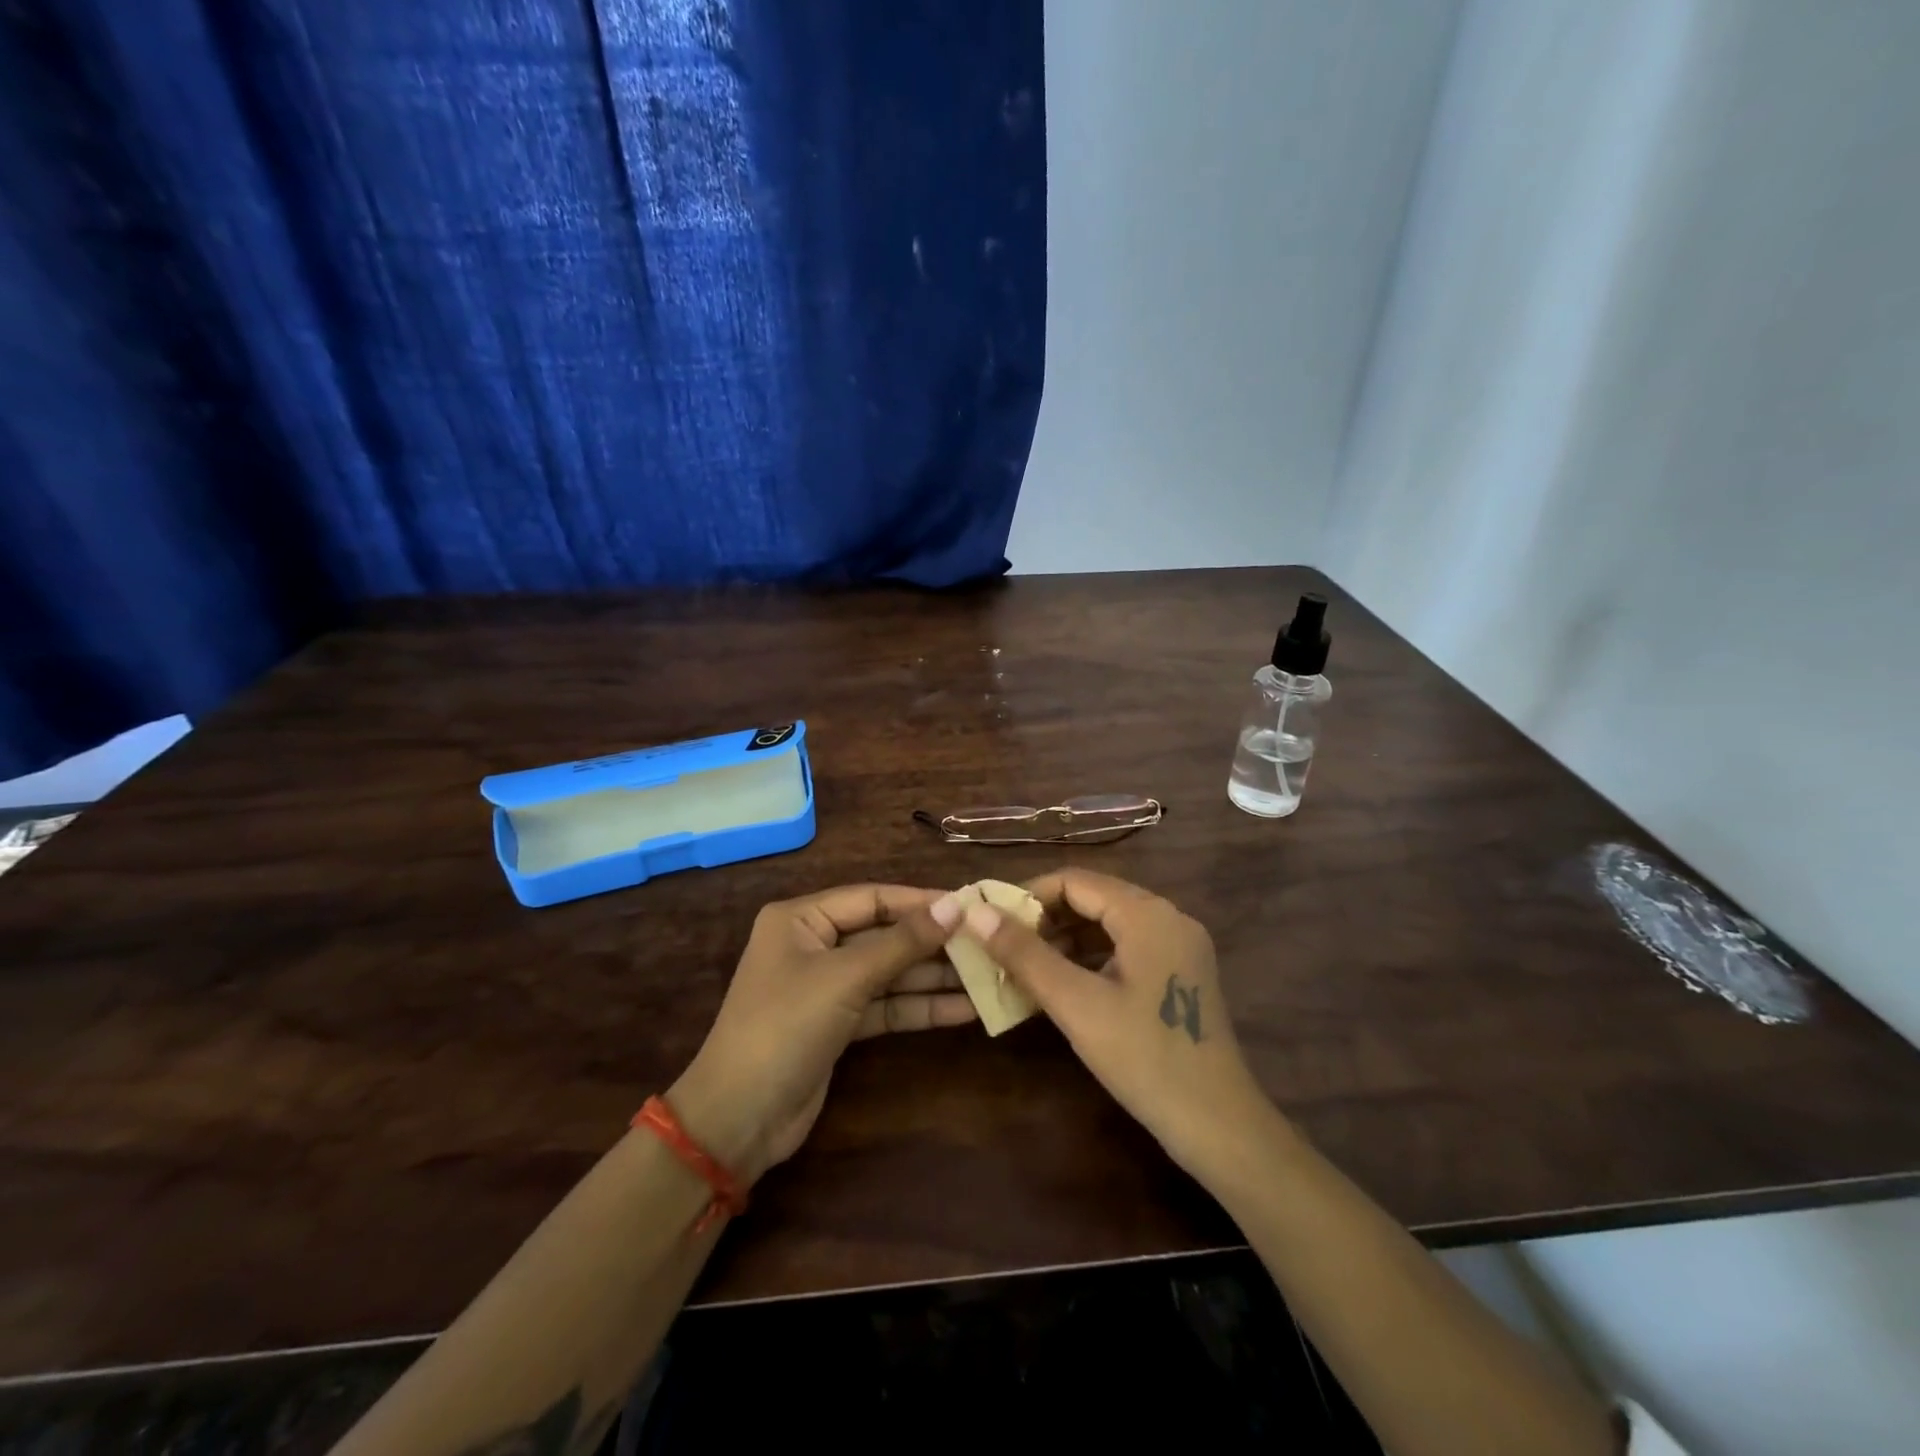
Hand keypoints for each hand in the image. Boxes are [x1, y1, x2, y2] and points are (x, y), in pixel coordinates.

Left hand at [670, 885, 972, 1182]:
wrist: (739, 1119)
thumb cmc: (786, 1026)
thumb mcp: (846, 977)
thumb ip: (903, 942)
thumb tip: (956, 905)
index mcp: (801, 918)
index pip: (872, 898)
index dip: (921, 901)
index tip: (971, 905)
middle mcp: (814, 945)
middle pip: (884, 935)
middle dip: (932, 943)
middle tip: (986, 943)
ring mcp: (827, 987)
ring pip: (889, 973)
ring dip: (932, 977)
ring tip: (987, 976)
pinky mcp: (838, 1025)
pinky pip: (885, 1006)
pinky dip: (919, 1008)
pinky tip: (963, 1009)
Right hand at [958, 868, 1273, 1173]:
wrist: (1219, 1126)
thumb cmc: (1144, 1059)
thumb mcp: (1076, 1004)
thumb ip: (1025, 954)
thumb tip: (976, 913)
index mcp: (1147, 913)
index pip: (1074, 880)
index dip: (1027, 896)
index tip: (990, 922)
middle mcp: (1168, 916)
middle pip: (1093, 898)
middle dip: (1045, 918)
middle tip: (1002, 946)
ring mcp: (1179, 945)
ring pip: (1109, 924)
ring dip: (1065, 938)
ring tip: (1023, 965)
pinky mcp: (1181, 972)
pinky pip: (1126, 947)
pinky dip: (1090, 957)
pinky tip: (1062, 982)